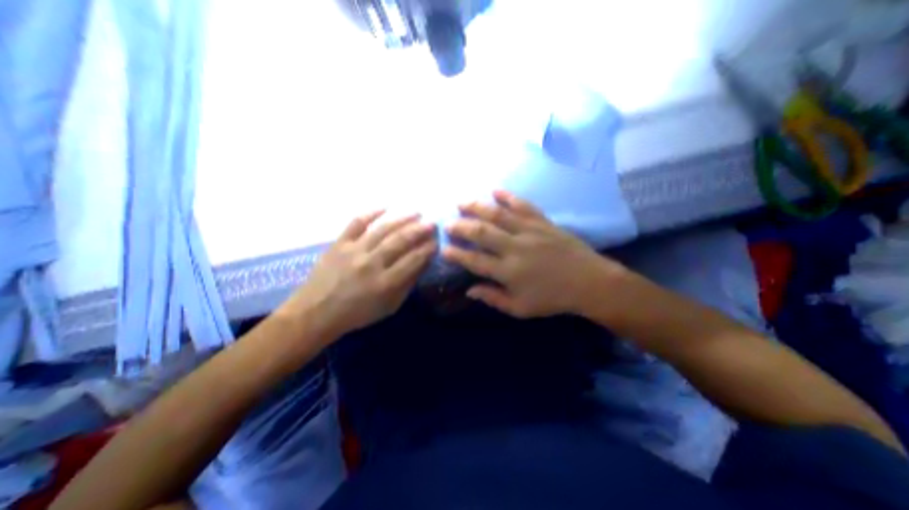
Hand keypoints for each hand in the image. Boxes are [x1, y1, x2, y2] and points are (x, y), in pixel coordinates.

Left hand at [282, 211, 439, 337]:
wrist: (315, 313)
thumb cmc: (357, 313)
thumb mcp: (389, 306)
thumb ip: (407, 285)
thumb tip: (422, 264)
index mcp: (385, 283)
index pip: (413, 260)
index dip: (427, 249)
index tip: (436, 242)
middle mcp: (371, 264)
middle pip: (400, 241)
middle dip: (419, 230)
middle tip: (432, 223)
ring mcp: (354, 251)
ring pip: (383, 229)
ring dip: (402, 219)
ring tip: (416, 212)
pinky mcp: (339, 243)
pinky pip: (356, 223)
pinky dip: (371, 212)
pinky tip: (385, 206)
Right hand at [440, 191, 626, 317]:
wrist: (589, 282)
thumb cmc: (552, 298)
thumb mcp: (520, 308)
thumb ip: (493, 298)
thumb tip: (469, 290)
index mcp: (508, 272)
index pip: (474, 260)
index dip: (457, 254)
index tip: (443, 248)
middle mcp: (515, 248)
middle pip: (482, 232)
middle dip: (461, 226)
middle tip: (448, 223)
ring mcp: (529, 231)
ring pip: (498, 215)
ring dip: (477, 206)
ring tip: (462, 201)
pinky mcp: (542, 222)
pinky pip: (523, 205)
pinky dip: (508, 197)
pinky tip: (495, 191)